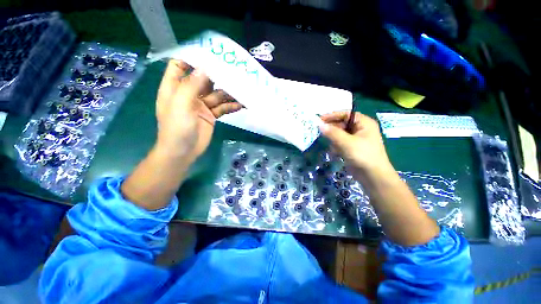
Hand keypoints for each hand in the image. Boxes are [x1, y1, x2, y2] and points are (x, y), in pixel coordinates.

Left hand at [155, 60, 241, 159]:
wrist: (183, 152)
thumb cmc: (176, 128)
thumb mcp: (180, 105)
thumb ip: (191, 86)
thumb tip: (205, 68)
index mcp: (175, 88)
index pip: (179, 66)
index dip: (191, 59)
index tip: (208, 55)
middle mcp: (188, 94)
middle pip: (203, 80)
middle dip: (217, 76)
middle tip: (233, 71)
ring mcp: (201, 105)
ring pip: (216, 95)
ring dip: (228, 93)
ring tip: (242, 90)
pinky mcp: (211, 115)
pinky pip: (222, 108)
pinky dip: (230, 106)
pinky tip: (240, 105)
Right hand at [319, 111, 392, 178]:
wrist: (373, 176)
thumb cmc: (363, 155)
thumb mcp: (346, 142)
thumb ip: (332, 133)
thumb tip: (319, 125)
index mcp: (364, 123)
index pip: (346, 114)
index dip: (333, 115)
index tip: (320, 119)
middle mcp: (361, 129)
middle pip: (343, 124)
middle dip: (332, 128)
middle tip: (320, 131)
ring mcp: (357, 139)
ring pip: (340, 134)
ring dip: (334, 139)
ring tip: (330, 144)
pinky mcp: (353, 148)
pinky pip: (341, 142)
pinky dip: (336, 145)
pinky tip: (335, 152)